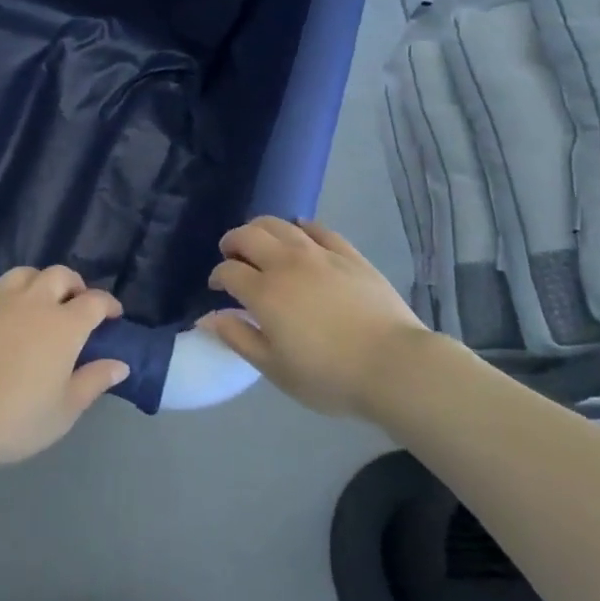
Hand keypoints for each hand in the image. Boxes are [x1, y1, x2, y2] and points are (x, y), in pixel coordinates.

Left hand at [0, 267, 129, 468]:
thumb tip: (120, 364)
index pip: (94, 302)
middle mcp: (33, 302)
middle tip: (75, 301)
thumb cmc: (17, 420)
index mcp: (64, 326)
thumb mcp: (65, 410)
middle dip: (73, 284)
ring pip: (21, 273)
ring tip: (36, 295)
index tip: (113, 314)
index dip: (108, 304)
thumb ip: (94, 381)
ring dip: (35, 280)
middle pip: (59, 276)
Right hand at [200, 217, 431, 419]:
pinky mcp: (348, 254)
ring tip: (259, 241)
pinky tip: (300, 232)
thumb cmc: (328, 375)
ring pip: (280, 225)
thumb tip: (207, 319)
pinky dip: (301, 227)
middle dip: (232, 242)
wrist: (392, 364)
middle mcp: (286, 263)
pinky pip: (318, 229)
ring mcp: (319, 254)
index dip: (217, 276)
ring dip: (261, 228)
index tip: (216, 288)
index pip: (228, 271)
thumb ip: (239, 338)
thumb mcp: (275, 369)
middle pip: (248, 236)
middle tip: (231, 255)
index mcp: (264, 292)